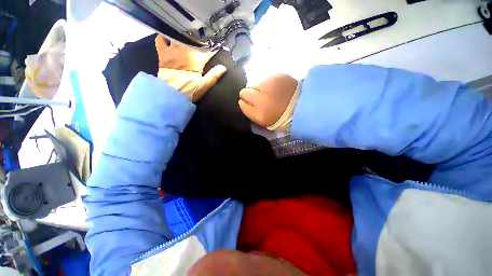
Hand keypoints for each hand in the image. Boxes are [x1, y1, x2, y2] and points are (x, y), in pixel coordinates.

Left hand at [155, 34, 225, 101]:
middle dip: (198, 39)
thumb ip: (213, 76)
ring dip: (184, 35)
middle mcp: (184, 53)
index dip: (212, 48)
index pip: (206, 52)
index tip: (216, 47)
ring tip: (188, 35)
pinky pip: (160, 40)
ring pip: (178, 37)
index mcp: (195, 62)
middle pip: (192, 40)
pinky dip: (164, 36)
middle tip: (202, 39)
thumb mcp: (204, 86)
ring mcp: (172, 52)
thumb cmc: (189, 91)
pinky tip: (168, 37)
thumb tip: (223, 67)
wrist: (170, 96)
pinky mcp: (163, 55)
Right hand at [238, 74, 297, 127]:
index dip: (244, 103)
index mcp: (259, 114)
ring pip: (253, 83)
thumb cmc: (281, 117)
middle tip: (257, 97)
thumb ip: (250, 111)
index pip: (242, 104)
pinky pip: (264, 78)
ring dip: (257, 88)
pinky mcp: (277, 75)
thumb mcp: (263, 121)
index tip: (249, 103)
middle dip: (248, 94)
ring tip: (267, 92)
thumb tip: (242, 101)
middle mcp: (261, 99)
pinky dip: (266, 83)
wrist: (303, 106)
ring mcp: (269, 85)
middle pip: (244, 92)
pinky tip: (274, 88)